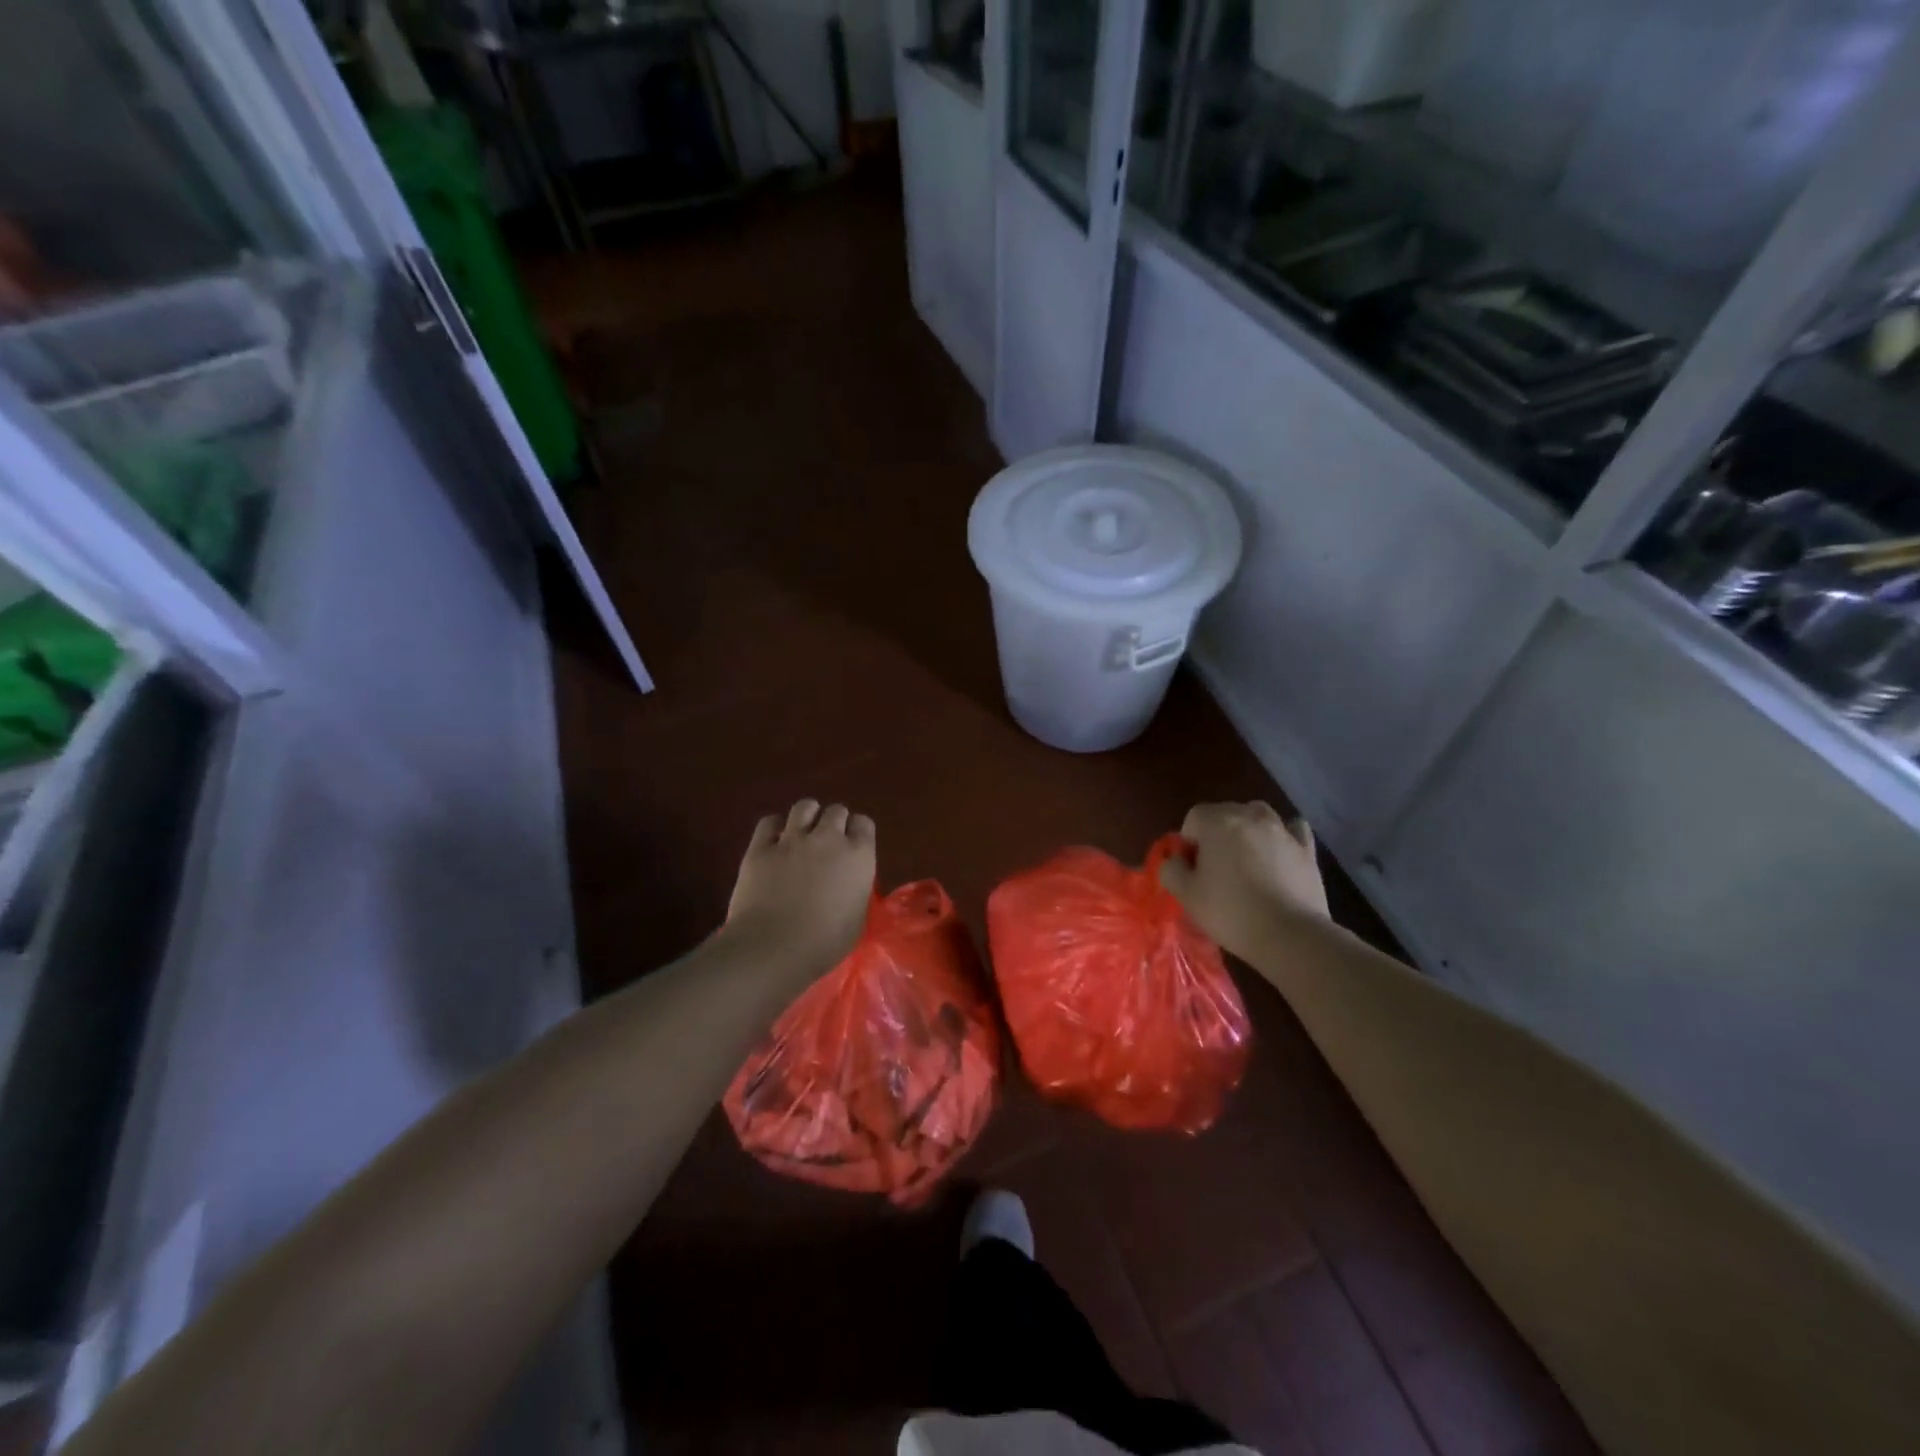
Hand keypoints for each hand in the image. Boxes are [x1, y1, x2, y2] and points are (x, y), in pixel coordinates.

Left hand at [724, 799, 875, 976]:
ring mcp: (792, 839)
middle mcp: (828, 838)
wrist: (774, 947)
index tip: (852, 848)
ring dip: (807, 816)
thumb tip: (849, 886)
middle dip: (833, 822)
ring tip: (802, 834)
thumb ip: (855, 892)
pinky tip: (775, 842)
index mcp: (858, 856)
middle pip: (836, 811)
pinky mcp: (761, 847)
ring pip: (804, 806)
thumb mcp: (856, 919)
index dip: (857, 833)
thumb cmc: (824, 943)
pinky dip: (775, 828)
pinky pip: (769, 822)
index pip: (864, 824)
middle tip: (827, 843)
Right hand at [1158, 801, 1328, 959]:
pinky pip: (1292, 829)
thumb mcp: (1186, 895)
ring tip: (1245, 860)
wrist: (1290, 935)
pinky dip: (1283, 835)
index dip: (1188, 841)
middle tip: (1215, 868)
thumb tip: (1176, 859)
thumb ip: (1171, 869)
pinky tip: (1279, 852)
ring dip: (1247, 830)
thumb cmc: (1231, 912)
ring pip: (1258, 815)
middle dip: (1216, 833)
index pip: (1194, 816)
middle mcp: (1250, 817)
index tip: (1192, 868)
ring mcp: (1282, 831)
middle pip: (1225, 812)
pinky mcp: (1307, 849)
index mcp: (1218, 823)